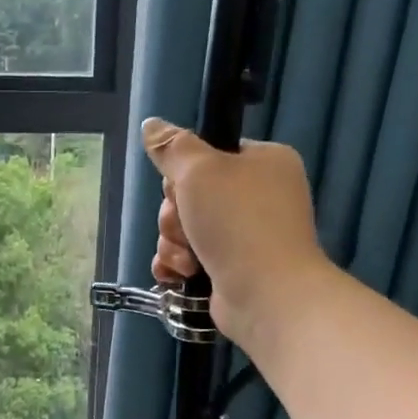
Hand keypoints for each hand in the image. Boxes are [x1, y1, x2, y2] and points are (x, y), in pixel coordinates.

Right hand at [144, 117, 326, 349]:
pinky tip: (178, 276)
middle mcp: (257, 197)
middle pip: (189, 195)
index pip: (208, 156)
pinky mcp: (229, 269)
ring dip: (174, 243)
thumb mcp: (200, 171)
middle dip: (175, 215)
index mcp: (263, 163)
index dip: (184, 173)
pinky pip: (187, 258)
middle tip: (186, 226)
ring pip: (183, 229)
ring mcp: (244, 236)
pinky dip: (177, 266)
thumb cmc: (238, 222)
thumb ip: (172, 147)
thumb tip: (150, 125)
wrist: (267, 294)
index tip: (183, 187)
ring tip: (189, 259)